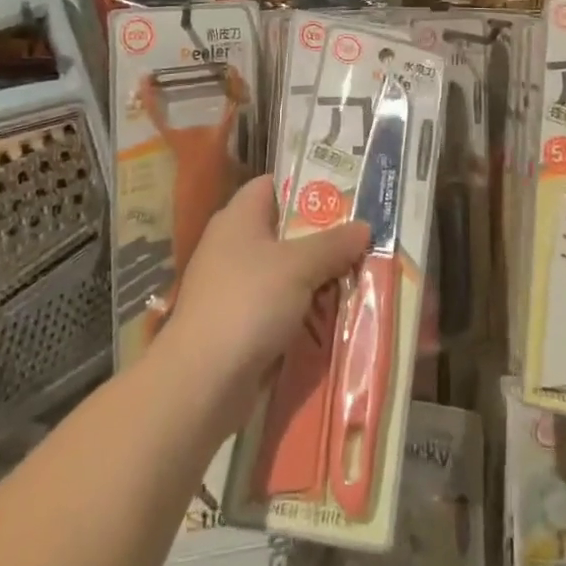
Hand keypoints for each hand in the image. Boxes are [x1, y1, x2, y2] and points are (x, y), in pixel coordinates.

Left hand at [162, 175, 369, 431]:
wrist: (201, 382)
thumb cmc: (249, 303)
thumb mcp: (299, 266)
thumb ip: (334, 244)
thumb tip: (364, 227)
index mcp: (238, 216)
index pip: (273, 184)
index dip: (306, 186)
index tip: (345, 195)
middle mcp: (232, 244)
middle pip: (283, 229)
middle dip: (321, 237)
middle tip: (361, 240)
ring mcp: (232, 285)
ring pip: (283, 271)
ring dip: (316, 277)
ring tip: (357, 278)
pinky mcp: (236, 323)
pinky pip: (277, 305)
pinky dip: (301, 309)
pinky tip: (332, 316)